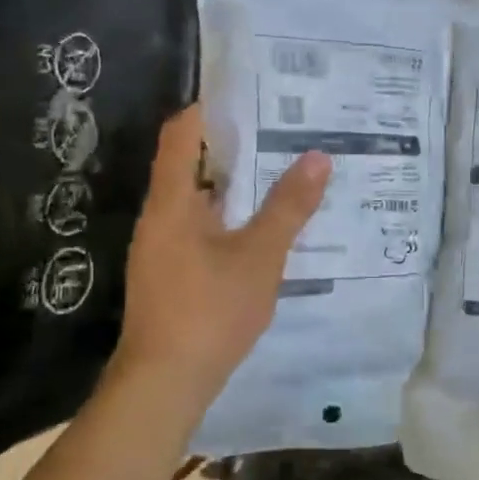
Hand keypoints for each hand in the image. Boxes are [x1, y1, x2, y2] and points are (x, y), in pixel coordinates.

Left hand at [114, 105, 330, 409]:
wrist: (165, 383)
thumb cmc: (209, 311)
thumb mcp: (260, 256)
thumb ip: (289, 206)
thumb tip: (318, 156)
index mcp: (172, 202)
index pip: (181, 133)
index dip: (210, 109)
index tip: (252, 96)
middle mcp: (161, 217)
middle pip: (191, 164)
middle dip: (235, 147)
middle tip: (284, 132)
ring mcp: (162, 248)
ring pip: (200, 200)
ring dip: (237, 186)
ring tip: (283, 174)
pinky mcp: (171, 274)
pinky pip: (202, 229)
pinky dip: (231, 219)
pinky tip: (265, 229)